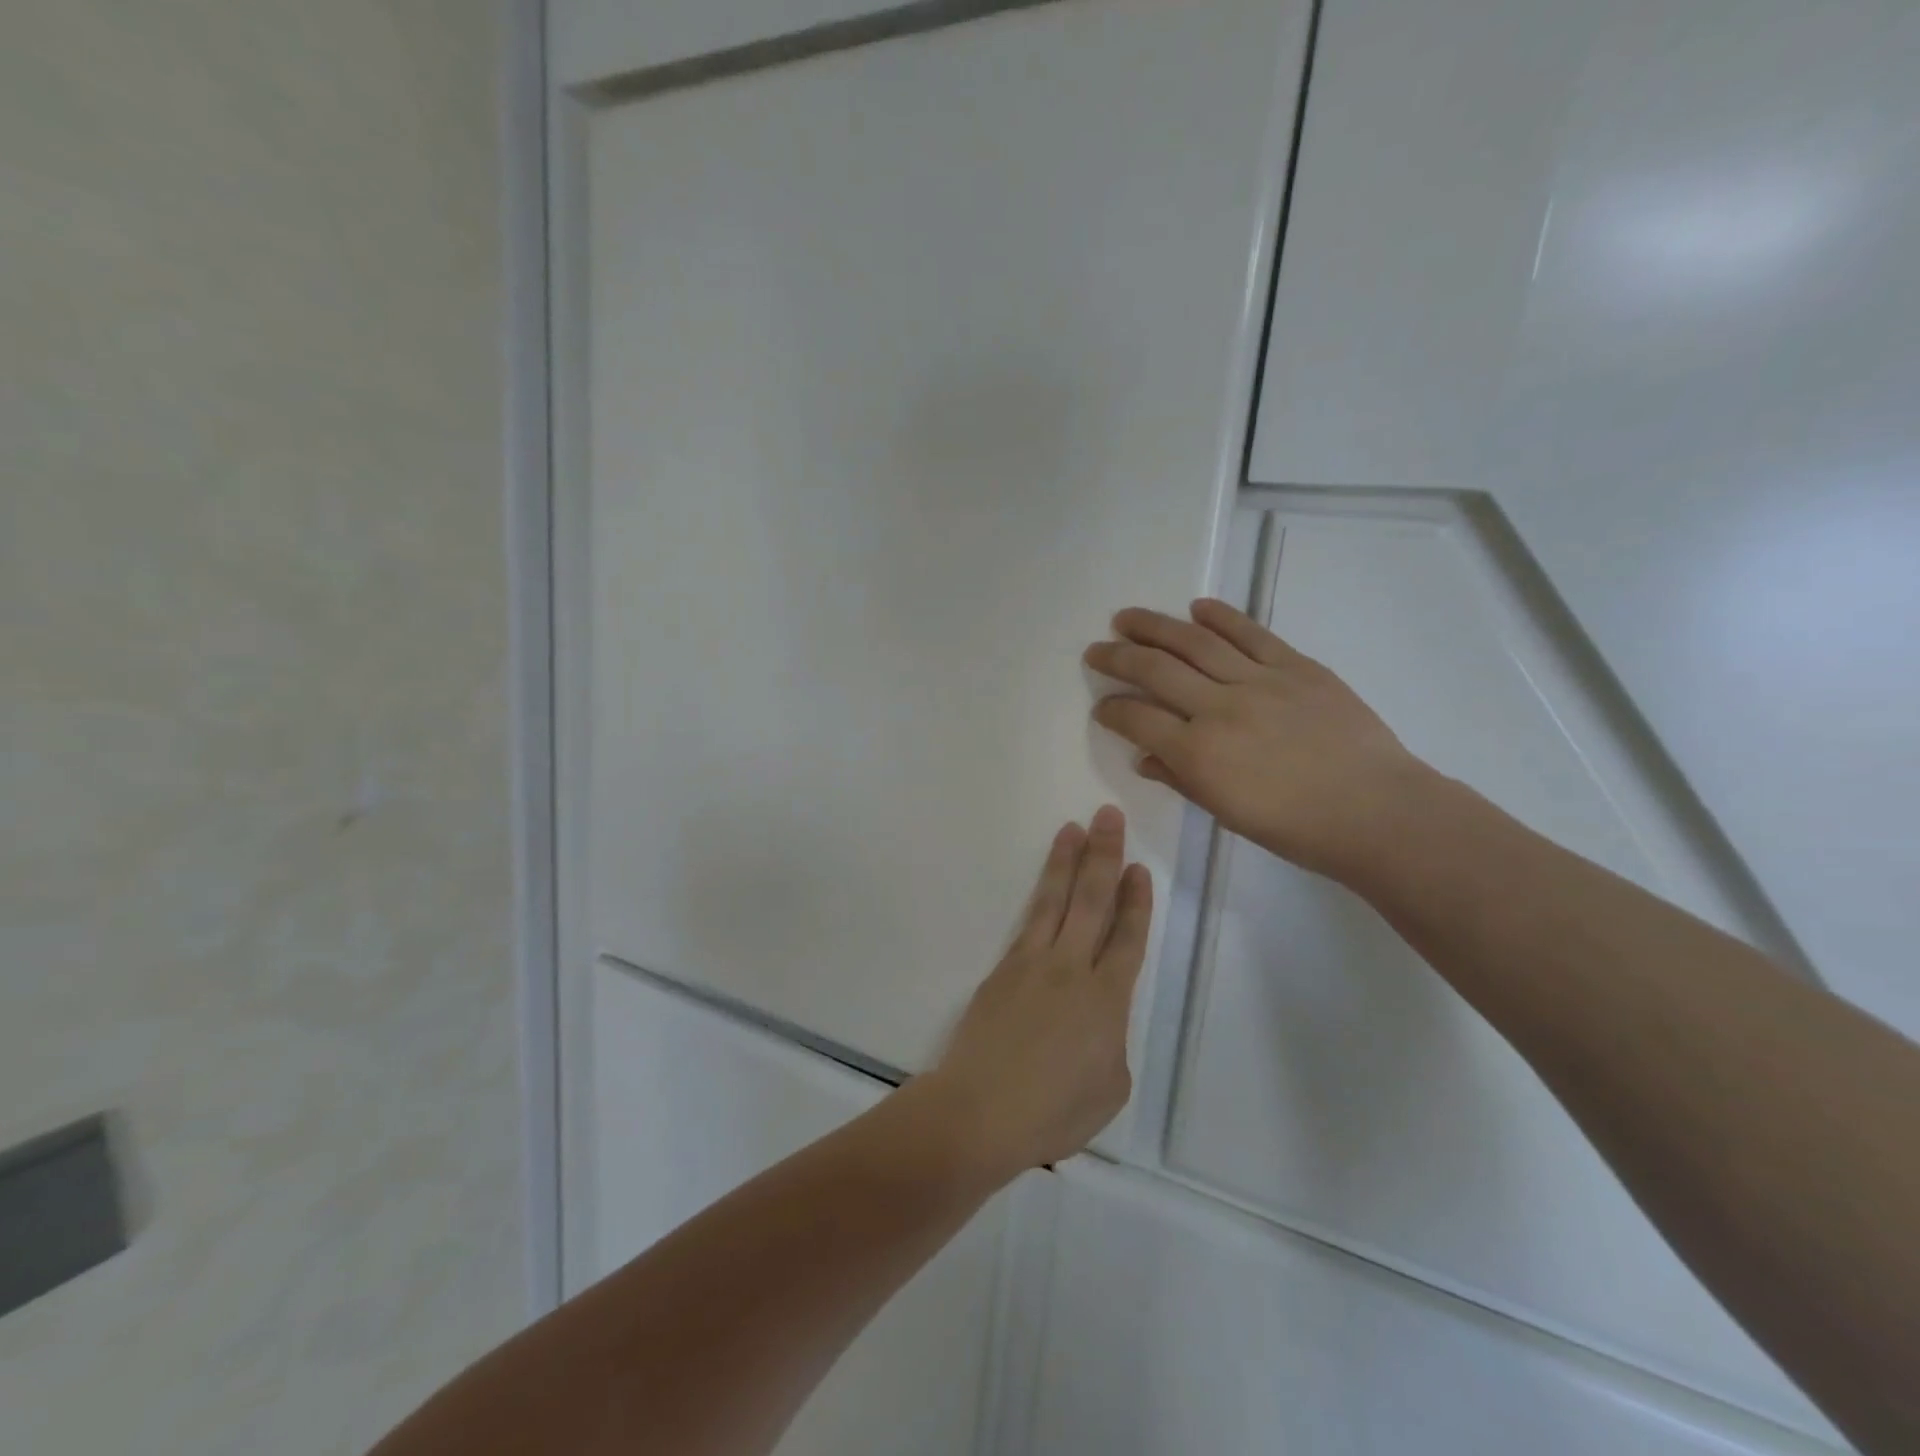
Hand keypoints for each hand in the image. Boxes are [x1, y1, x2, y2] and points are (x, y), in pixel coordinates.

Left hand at [918, 807, 1152, 1184]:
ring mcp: (1031, 964)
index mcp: (1106, 1000)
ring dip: (1066, 861)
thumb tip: (1096, 1023)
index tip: (1139, 868)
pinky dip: (1039, 897)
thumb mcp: (1109, 1089)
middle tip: (1108, 816)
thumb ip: (1110, 1043)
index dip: (1136, 902)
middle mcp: (1071, 969)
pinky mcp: (1002, 970)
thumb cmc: (1053, 1111)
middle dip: (1104, 856)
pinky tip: (1044, 884)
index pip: (1127, 938)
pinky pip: (1027, 923)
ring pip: (1054, 900)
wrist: (981, 1110)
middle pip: (1092, 901)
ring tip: (1073, 828)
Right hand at [1085, 599, 1428, 880]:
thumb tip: (1145, 757)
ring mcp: (1259, 681)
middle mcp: (1219, 708)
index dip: (1111, 710)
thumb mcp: (1226, 813)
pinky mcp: (1296, 666)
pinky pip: (1251, 634)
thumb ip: (1181, 779)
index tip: (1101, 706)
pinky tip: (1197, 607)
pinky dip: (1221, 617)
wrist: (1376, 811)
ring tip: (1128, 617)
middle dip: (1117, 658)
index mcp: (1198, 753)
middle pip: (1155, 670)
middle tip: (1095, 650)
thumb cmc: (1296, 828)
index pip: (1137, 719)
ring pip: (1195, 642)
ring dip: (1154, 626)